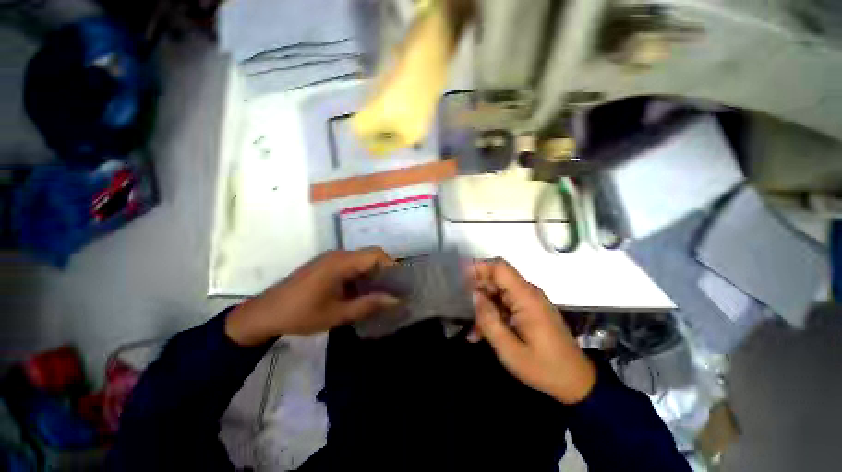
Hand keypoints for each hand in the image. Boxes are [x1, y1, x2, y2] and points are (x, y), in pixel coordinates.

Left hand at [225, 248, 399, 345]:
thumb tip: (395, 300)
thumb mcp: (337, 313)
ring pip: (361, 260)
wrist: (264, 314)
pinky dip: (361, 276)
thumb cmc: (301, 314)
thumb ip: (368, 305)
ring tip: (381, 293)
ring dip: (373, 274)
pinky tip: (361, 292)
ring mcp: (331, 259)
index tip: (400, 284)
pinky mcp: (326, 265)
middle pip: (370, 255)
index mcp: (341, 262)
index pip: (376, 254)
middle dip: (384, 271)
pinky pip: (351, 265)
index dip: (391, 266)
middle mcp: (338, 255)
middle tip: (392, 290)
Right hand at [468, 259, 595, 403]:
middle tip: (460, 305)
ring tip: (472, 328)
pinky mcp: (529, 309)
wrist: (575, 381)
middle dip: (476, 289)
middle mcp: (528, 293)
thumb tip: (474, 296)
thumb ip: (489, 320)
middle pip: (496, 278)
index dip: (479, 266)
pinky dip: (492, 313)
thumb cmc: (544, 367)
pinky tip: (481, 332)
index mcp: (526, 298)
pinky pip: (504, 303)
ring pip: (498, 292)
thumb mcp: (510, 350)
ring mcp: (529, 301)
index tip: (459, 276)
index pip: (500, 268)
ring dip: (483, 305)